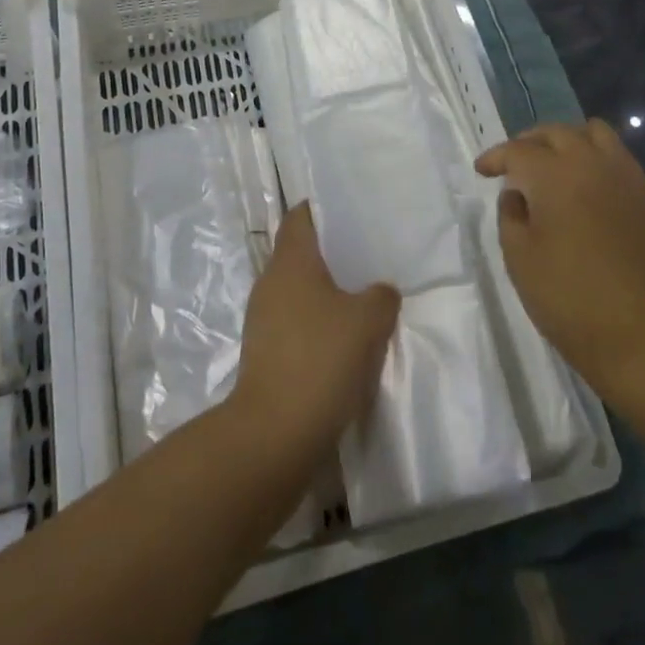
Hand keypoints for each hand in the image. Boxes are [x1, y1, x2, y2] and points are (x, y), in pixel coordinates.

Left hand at [235, 204, 399, 454]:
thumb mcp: (368, 321)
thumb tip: (378, 292)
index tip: (351, 213)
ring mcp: (263, 320)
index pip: (300, 216)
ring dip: (327, 293)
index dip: (323, 210)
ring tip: (364, 298)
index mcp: (291, 261)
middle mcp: (270, 282)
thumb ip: (381, 296)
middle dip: (332, 254)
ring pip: (299, 291)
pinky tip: (346, 340)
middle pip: (300, 253)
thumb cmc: (320, 360)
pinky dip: (318, 324)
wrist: (274, 434)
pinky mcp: (265, 353)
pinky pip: (296, 323)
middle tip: (369, 256)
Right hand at [475, 120, 644, 392]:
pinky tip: (584, 184)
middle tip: (513, 164)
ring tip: (553, 164)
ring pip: (593, 133)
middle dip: (529, 142)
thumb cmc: (566, 297)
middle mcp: (591, 163)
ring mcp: (623, 176)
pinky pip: (617, 156)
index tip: (482, 170)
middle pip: (556, 132)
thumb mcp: (518, 256)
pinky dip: (595, 157)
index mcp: (554, 175)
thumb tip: (518, 193)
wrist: (637, 333)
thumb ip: (510, 213)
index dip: (495, 157)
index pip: (518, 150)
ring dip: (567, 141)